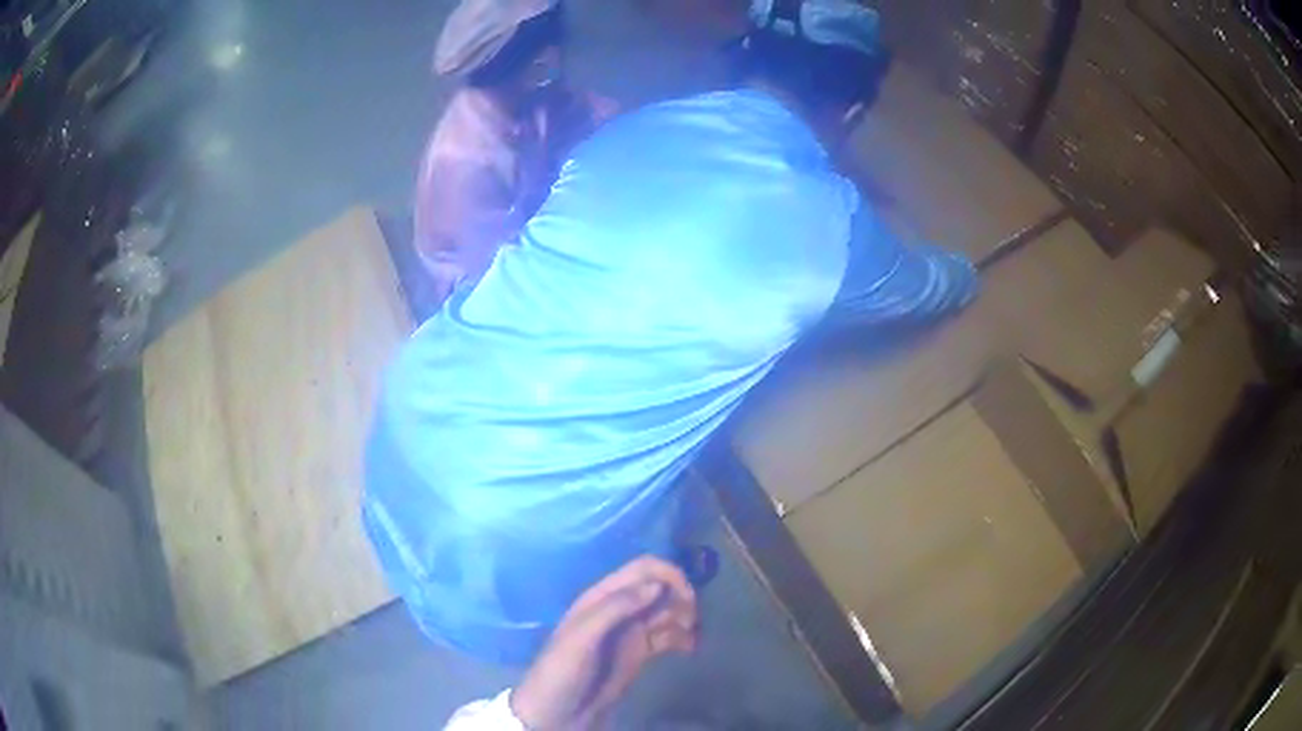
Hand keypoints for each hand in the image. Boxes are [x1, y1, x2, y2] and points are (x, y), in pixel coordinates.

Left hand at [510, 557, 698, 729]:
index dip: (668, 574)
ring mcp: (629, 632)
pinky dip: (682, 638)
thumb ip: (615, 608)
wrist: (556, 713)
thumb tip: (656, 585)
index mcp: (601, 597)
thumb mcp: (582, 637)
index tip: (687, 596)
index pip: (642, 569)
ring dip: (684, 617)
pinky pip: (667, 636)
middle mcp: (618, 609)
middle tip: (690, 621)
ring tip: (691, 637)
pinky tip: (690, 648)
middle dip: (680, 597)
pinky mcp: (638, 654)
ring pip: (666, 611)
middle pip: (659, 588)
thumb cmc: (562, 670)